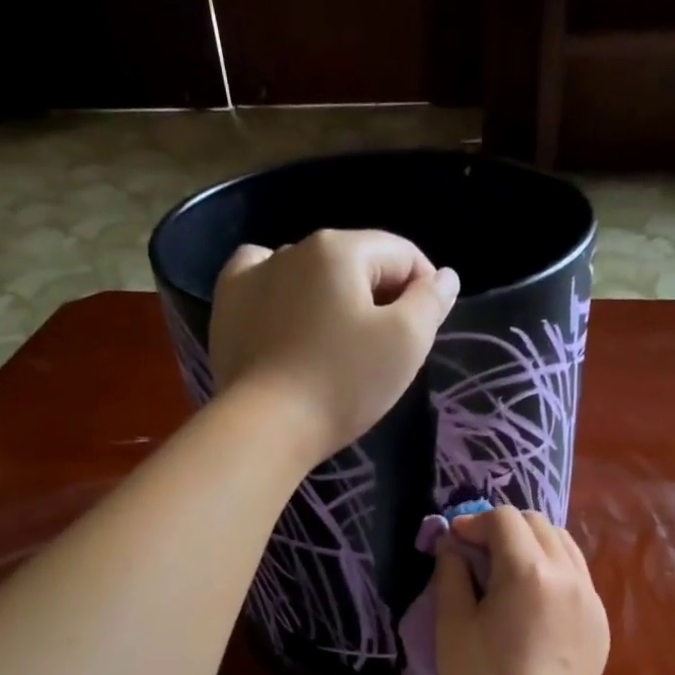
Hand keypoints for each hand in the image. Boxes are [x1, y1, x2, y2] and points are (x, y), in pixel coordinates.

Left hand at [210, 229, 459, 461]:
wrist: (265, 426)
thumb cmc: (343, 383)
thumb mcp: (406, 343)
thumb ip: (431, 302)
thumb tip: (445, 276)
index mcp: (340, 248)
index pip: (403, 255)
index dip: (424, 291)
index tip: (421, 336)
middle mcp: (295, 247)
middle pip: (358, 264)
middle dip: (379, 299)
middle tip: (382, 351)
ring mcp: (254, 273)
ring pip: (313, 274)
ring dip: (334, 299)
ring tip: (336, 345)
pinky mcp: (229, 303)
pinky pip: (265, 282)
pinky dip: (284, 294)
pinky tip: (288, 318)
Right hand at [434, 506, 608, 674]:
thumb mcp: (452, 627)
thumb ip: (451, 575)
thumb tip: (452, 544)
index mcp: (527, 571)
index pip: (504, 518)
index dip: (474, 522)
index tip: (455, 543)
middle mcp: (567, 574)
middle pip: (538, 523)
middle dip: (504, 529)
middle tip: (479, 555)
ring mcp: (590, 597)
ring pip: (564, 545)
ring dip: (532, 545)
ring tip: (509, 573)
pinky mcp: (600, 621)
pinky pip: (577, 576)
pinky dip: (553, 571)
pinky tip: (534, 602)